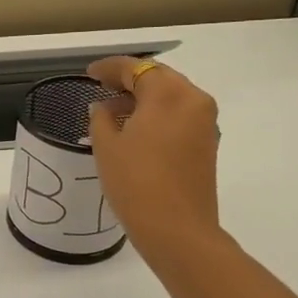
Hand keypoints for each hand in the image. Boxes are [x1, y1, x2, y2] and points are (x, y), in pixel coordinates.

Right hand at [86, 56, 223, 269]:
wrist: (177, 230)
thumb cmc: (136, 183)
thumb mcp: (106, 146)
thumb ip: (101, 117)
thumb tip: (104, 107)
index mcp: (168, 93)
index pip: (136, 68)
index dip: (109, 68)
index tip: (89, 73)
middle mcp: (193, 99)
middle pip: (158, 77)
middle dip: (130, 79)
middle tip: (102, 87)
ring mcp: (205, 122)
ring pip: (171, 96)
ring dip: (145, 97)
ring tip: (115, 109)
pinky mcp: (207, 143)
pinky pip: (179, 115)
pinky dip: (158, 114)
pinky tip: (136, 128)